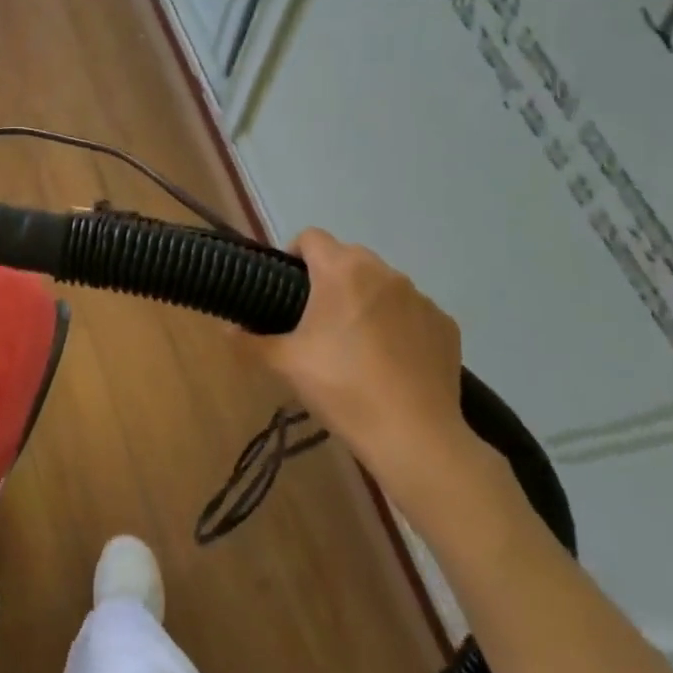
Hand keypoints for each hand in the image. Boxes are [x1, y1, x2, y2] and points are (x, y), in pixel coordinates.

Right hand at [249, 229, 483, 512]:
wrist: (413, 435)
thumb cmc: (342, 388)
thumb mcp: (285, 365)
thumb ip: (250, 342)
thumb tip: (227, 331)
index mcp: (342, 272)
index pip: (311, 237)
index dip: (292, 254)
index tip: (285, 288)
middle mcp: (384, 273)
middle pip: (348, 257)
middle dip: (329, 278)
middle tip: (314, 319)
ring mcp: (421, 298)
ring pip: (382, 284)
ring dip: (364, 299)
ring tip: (354, 342)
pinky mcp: (445, 324)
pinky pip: (411, 311)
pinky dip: (396, 324)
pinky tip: (389, 360)